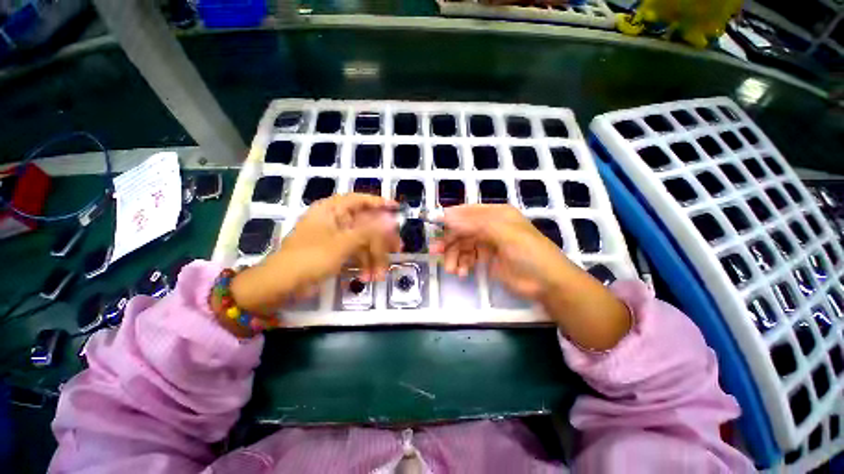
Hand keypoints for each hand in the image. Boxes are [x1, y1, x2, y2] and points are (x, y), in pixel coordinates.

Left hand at [229, 194, 399, 317]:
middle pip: (366, 223)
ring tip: (380, 274)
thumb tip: (392, 220)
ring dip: (374, 257)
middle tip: (398, 248)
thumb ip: (370, 231)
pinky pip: (356, 253)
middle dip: (382, 239)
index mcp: (332, 210)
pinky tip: (369, 276)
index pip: (360, 200)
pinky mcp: (336, 252)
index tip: (397, 209)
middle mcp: (335, 220)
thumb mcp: (343, 243)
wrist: (281, 284)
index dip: (380, 203)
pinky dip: (364, 263)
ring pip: (363, 241)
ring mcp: (336, 237)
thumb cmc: (310, 257)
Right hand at [430, 204, 574, 299]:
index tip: (432, 224)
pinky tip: (462, 273)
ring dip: (455, 256)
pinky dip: (463, 264)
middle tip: (436, 251)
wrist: (547, 283)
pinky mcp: (488, 258)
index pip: (467, 211)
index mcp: (496, 213)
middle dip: (449, 241)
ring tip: (451, 269)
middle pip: (462, 229)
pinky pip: (469, 257)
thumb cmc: (528, 253)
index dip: (449, 217)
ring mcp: (489, 242)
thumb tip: (445, 216)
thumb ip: (474, 224)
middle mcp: (491, 225)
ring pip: (463, 245)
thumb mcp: (503, 234)